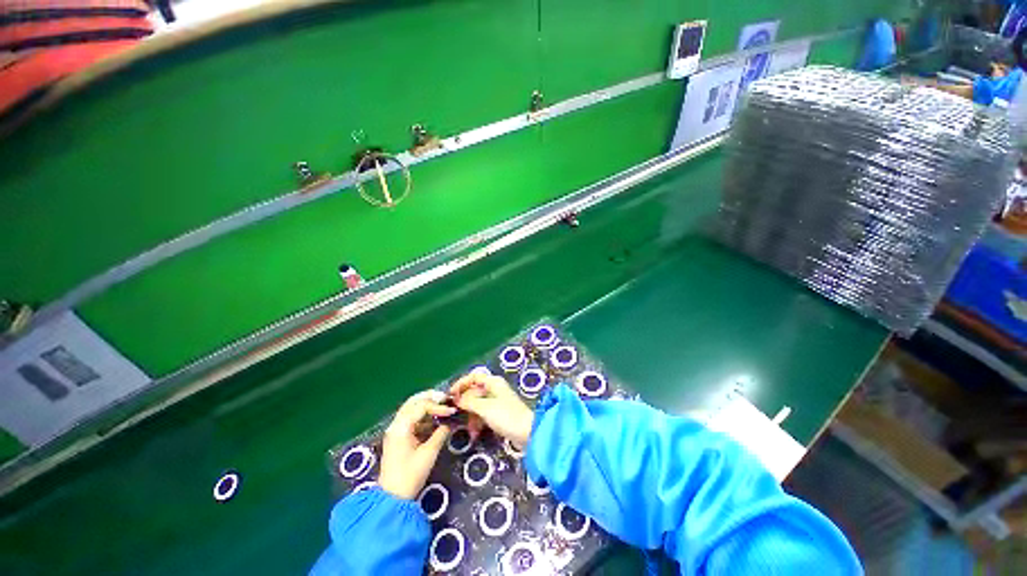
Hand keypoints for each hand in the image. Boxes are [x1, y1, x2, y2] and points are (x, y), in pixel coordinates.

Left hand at [379, 390, 454, 499]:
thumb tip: (450, 421)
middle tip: (445, 398)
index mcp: (401, 427)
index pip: (421, 407)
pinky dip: (422, 414)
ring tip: (442, 405)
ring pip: (411, 408)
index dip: (438, 406)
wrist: (392, 498)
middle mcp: (396, 425)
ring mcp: (395, 430)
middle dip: (430, 397)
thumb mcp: (429, 453)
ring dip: (426, 404)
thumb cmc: (411, 476)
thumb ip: (440, 433)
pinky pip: (410, 418)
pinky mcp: (398, 436)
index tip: (451, 411)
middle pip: (413, 401)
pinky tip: (434, 419)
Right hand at [450, 372, 533, 446]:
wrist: (527, 433)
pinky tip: (475, 433)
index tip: (451, 395)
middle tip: (455, 414)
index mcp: (493, 382)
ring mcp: (497, 401)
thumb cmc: (506, 416)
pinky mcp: (499, 413)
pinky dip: (478, 422)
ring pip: (478, 404)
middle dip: (465, 404)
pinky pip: (483, 414)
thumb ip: (469, 401)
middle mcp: (495, 388)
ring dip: (471, 416)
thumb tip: (456, 398)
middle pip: (474, 391)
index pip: (473, 376)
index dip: (461, 383)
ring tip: (469, 430)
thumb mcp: (485, 408)